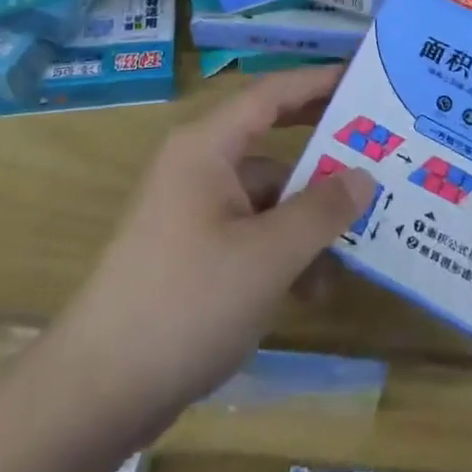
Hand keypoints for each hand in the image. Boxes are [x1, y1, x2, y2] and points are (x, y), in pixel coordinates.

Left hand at [45, 67, 373, 437]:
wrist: (96, 392)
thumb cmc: (186, 303)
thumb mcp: (267, 257)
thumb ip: (320, 211)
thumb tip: (363, 176)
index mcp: (206, 147)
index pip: (271, 94)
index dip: (317, 82)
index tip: (361, 79)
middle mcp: (197, 167)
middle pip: (270, 144)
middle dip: (321, 155)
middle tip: (375, 153)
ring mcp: (191, 211)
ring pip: (264, 197)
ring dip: (306, 220)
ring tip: (355, 248)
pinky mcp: (190, 252)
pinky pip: (248, 232)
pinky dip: (280, 251)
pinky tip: (311, 290)